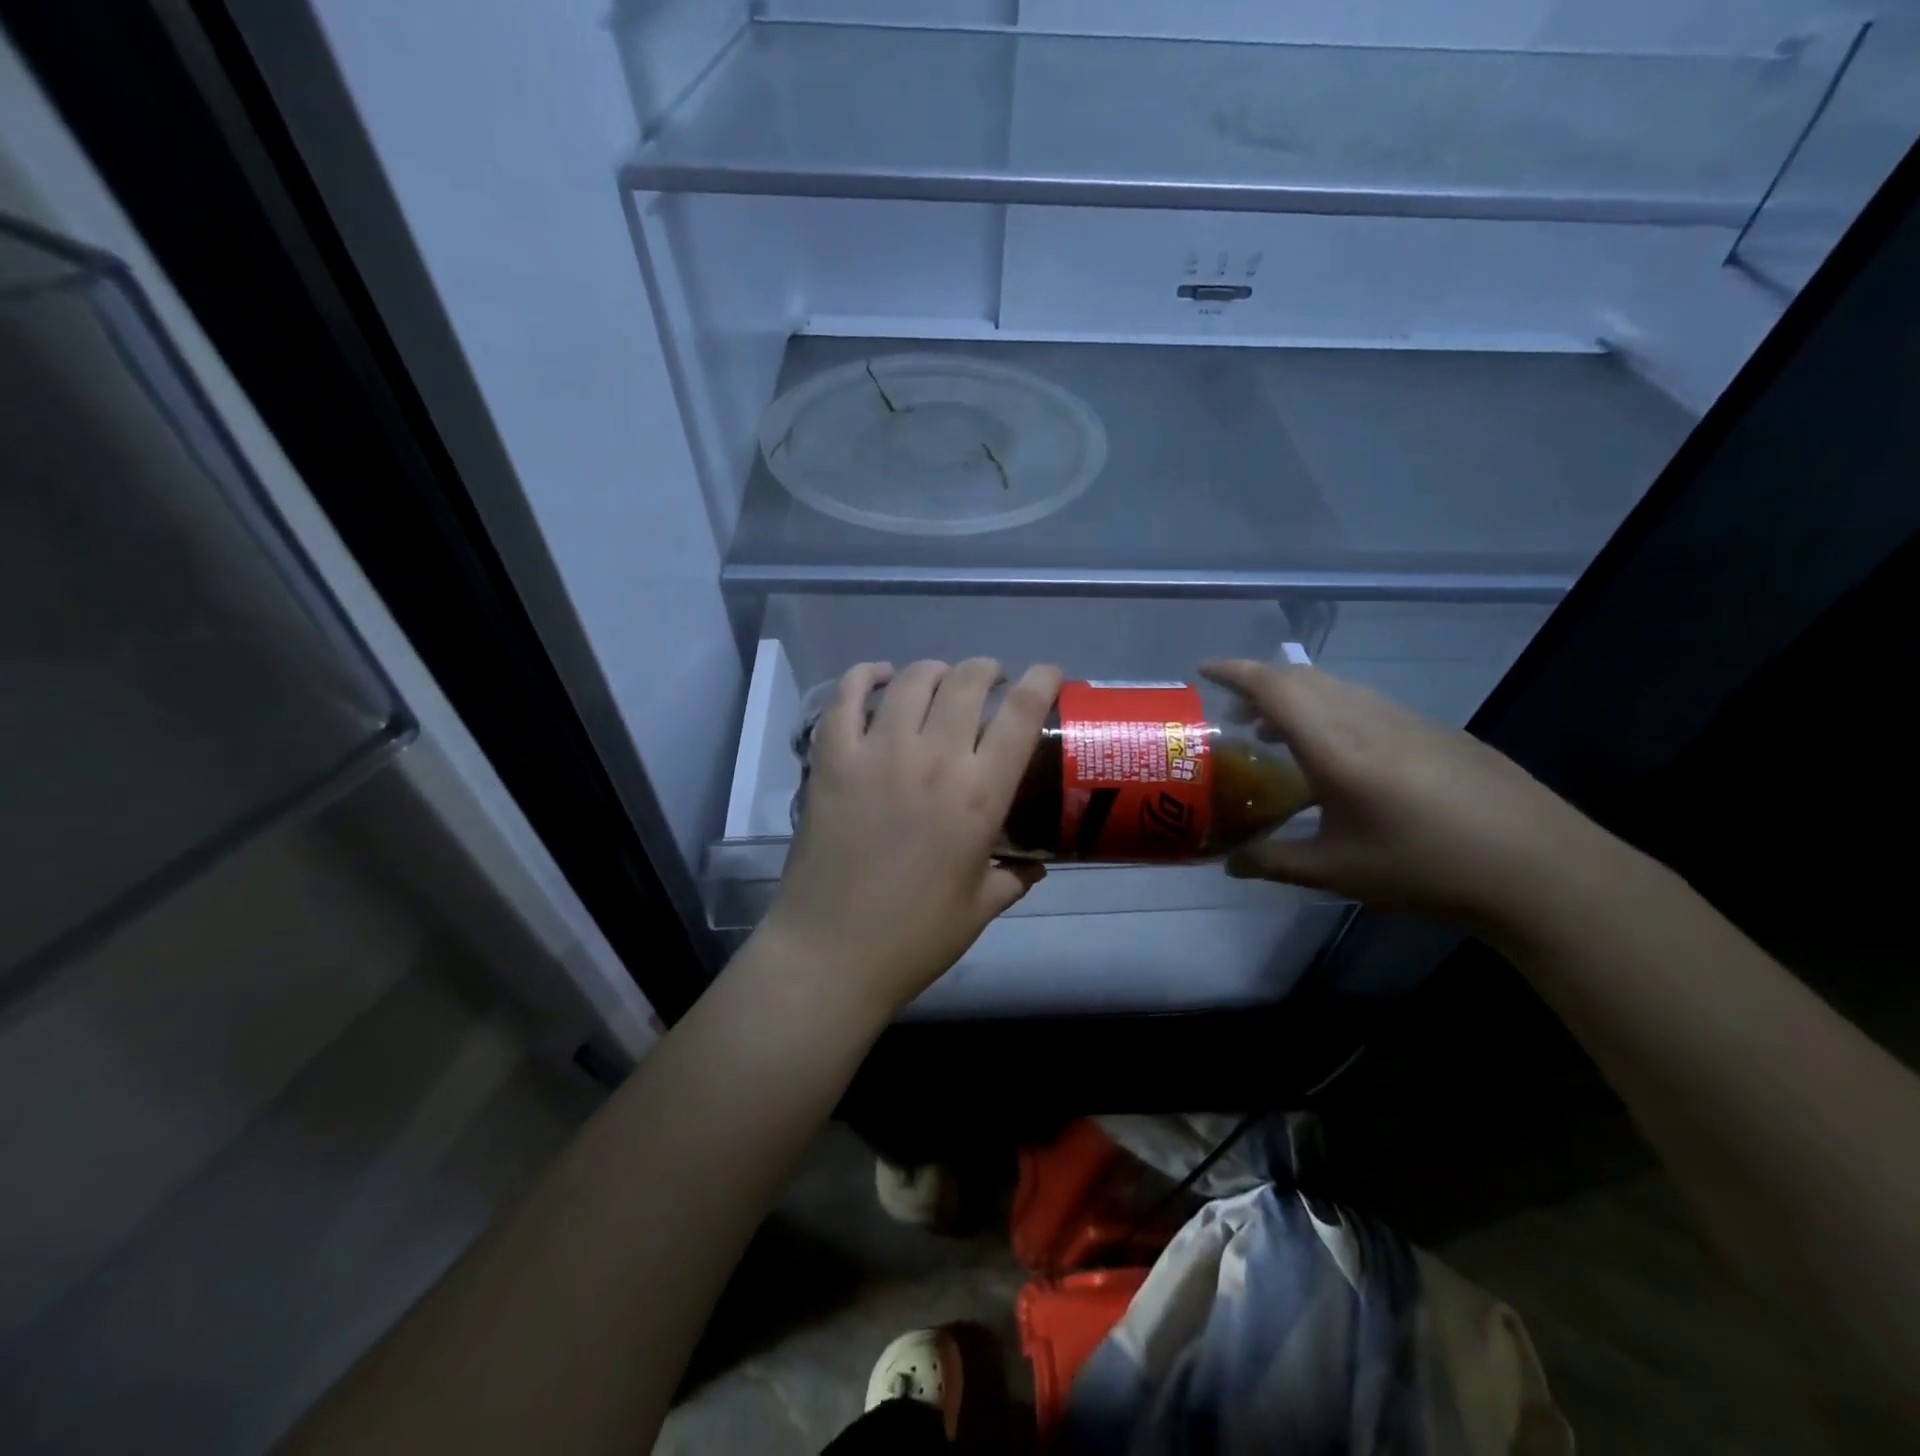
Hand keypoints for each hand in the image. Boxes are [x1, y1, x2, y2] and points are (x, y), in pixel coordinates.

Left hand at [762, 658, 1063, 1014]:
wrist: (831, 953)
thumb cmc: (914, 937)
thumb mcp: (979, 908)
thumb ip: (1014, 877)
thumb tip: (1036, 865)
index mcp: (979, 795)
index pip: (1021, 714)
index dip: (1041, 681)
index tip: (1048, 674)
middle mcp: (933, 759)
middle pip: (968, 681)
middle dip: (988, 670)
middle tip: (991, 682)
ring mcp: (877, 753)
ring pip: (913, 680)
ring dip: (936, 671)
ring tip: (941, 681)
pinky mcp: (832, 759)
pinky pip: (847, 696)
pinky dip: (866, 675)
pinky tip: (879, 677)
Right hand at [1200, 659, 1597, 928]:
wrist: (1538, 868)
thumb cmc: (1423, 867)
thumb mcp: (1336, 872)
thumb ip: (1273, 862)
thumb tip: (1228, 864)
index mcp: (1335, 745)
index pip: (1274, 688)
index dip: (1234, 672)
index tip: (1202, 670)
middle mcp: (1367, 718)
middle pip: (1302, 679)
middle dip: (1259, 686)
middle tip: (1235, 715)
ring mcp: (1406, 720)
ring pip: (1336, 689)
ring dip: (1297, 699)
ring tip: (1278, 736)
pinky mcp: (1434, 731)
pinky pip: (1365, 704)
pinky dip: (1331, 711)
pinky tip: (1338, 755)